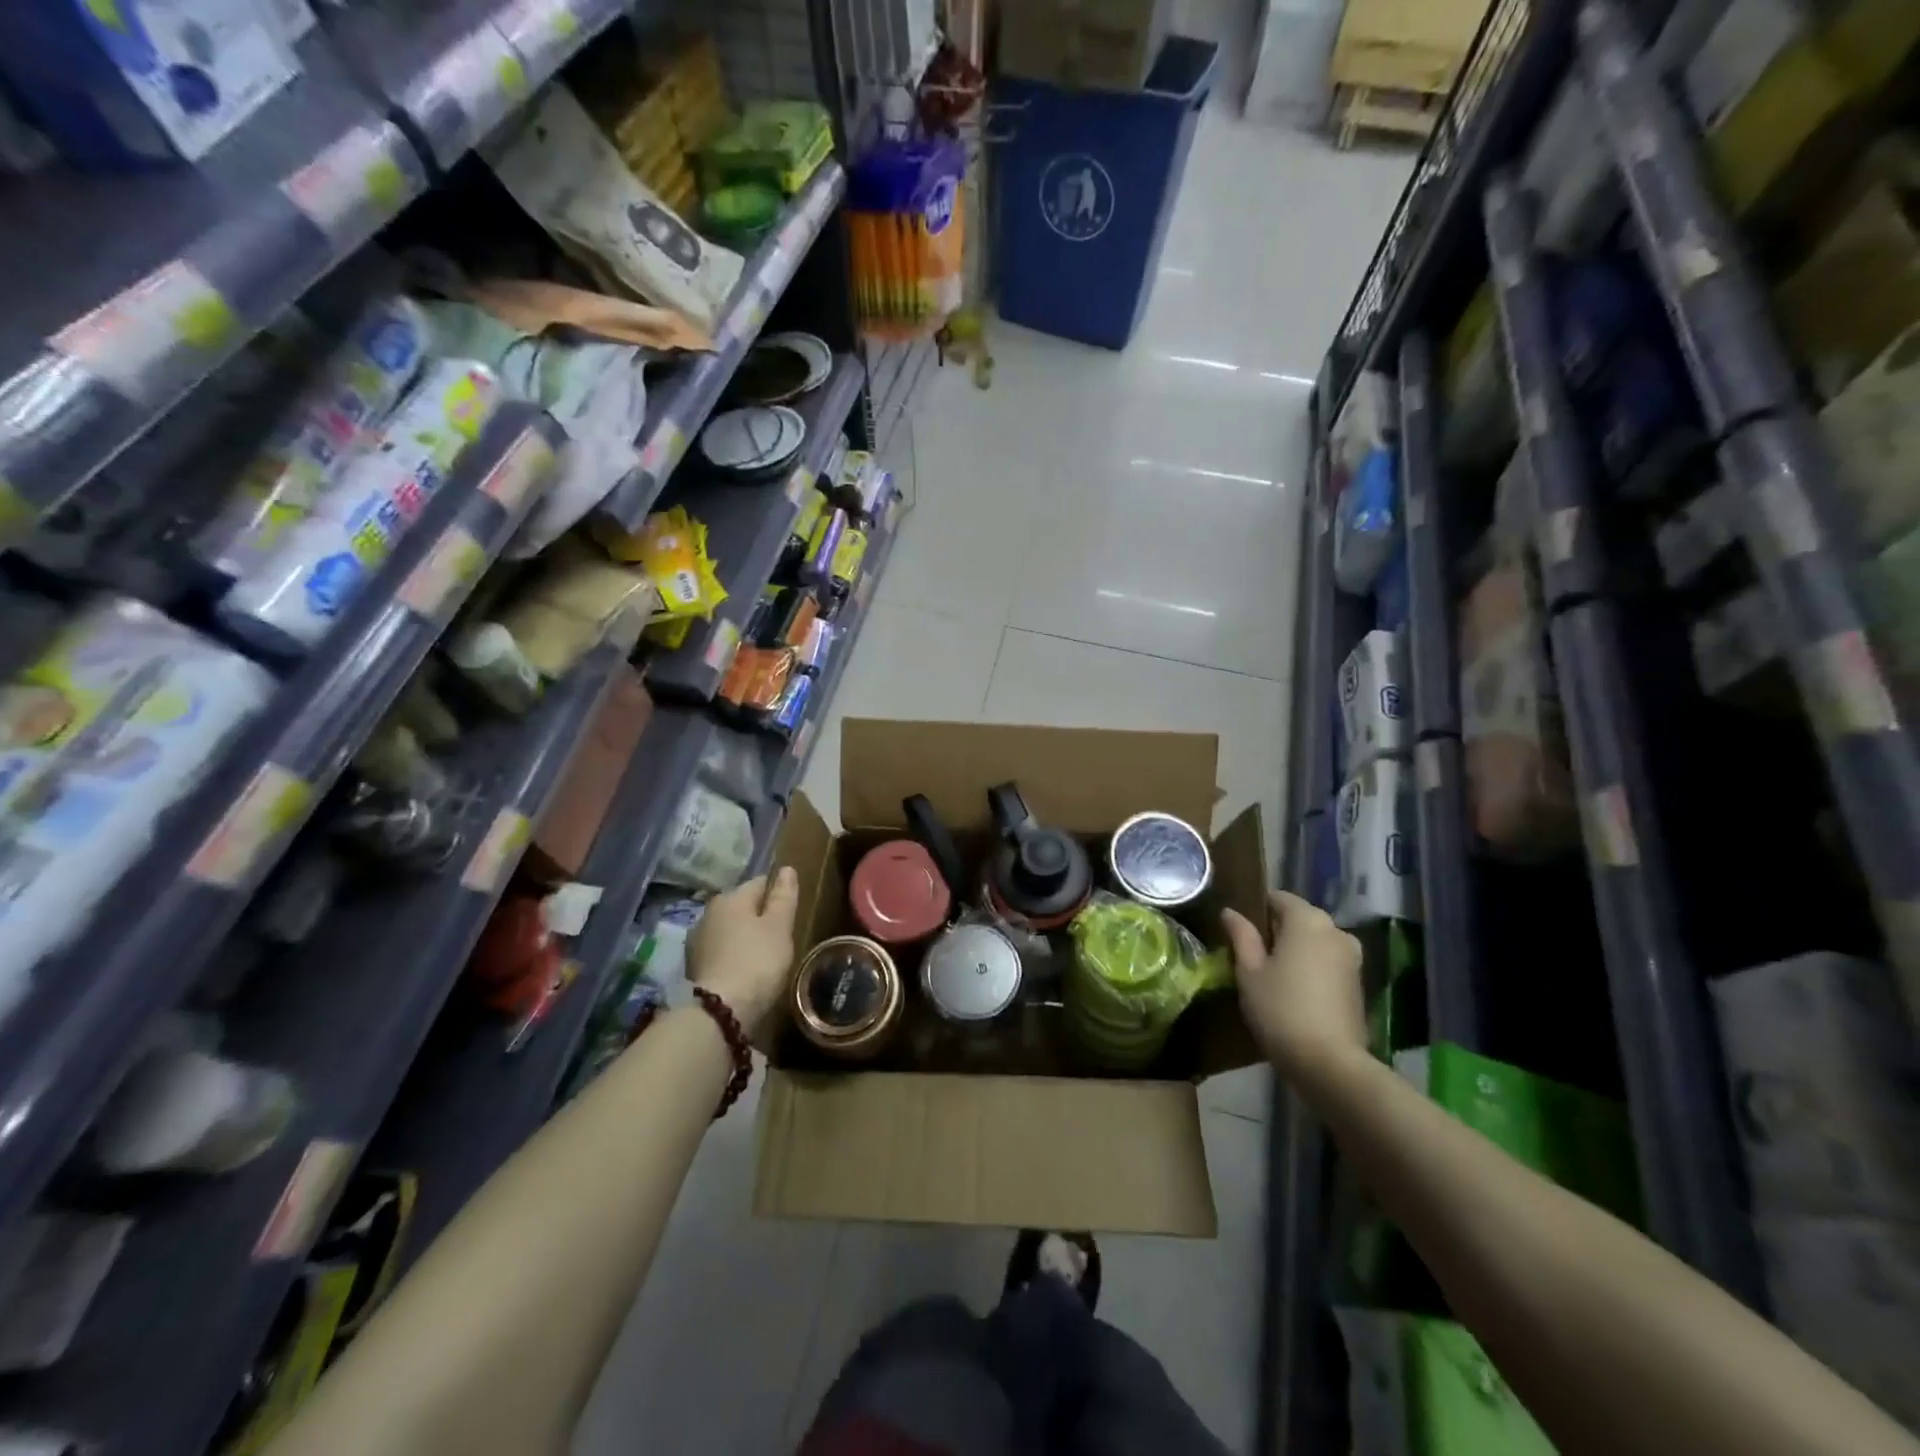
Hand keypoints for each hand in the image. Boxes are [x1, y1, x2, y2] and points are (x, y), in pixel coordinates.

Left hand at [688, 868, 799, 1035]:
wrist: (720, 1011)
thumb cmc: (757, 961)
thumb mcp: (780, 927)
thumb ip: (784, 897)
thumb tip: (786, 868)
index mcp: (730, 897)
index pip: (761, 882)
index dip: (778, 895)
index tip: (791, 914)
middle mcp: (708, 912)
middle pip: (742, 906)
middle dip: (759, 916)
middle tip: (779, 938)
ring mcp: (697, 940)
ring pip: (729, 929)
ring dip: (743, 937)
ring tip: (762, 956)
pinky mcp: (693, 966)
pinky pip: (720, 951)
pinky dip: (732, 955)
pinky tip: (743, 970)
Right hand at [1221, 890, 1365, 1080]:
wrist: (1330, 1064)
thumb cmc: (1281, 1009)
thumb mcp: (1249, 972)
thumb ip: (1241, 936)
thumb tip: (1230, 912)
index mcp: (1308, 919)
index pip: (1278, 898)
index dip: (1256, 908)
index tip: (1238, 928)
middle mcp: (1336, 930)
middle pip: (1299, 918)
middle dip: (1276, 930)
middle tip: (1249, 954)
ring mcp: (1352, 958)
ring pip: (1315, 942)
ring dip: (1295, 951)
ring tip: (1270, 974)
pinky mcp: (1358, 984)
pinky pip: (1327, 962)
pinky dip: (1310, 968)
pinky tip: (1293, 990)